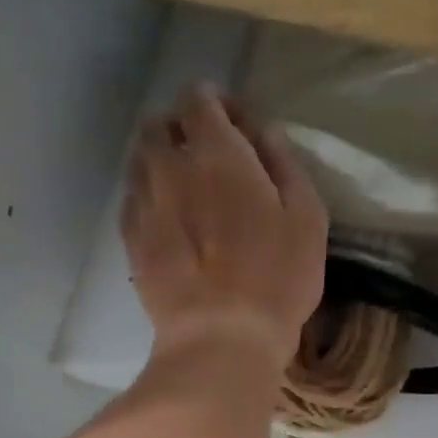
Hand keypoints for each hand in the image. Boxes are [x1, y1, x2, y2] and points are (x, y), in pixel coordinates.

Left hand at [122, 85, 327, 371]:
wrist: (220, 339)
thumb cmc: (276, 278)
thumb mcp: (306, 215)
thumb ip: (283, 163)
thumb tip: (262, 132)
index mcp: (216, 152)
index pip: (199, 98)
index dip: (217, 103)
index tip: (237, 127)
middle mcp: (169, 168)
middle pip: (159, 125)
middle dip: (181, 129)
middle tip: (207, 157)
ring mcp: (144, 205)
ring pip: (140, 162)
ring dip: (160, 163)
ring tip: (185, 190)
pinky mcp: (131, 243)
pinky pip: (133, 201)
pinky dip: (148, 198)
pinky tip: (169, 222)